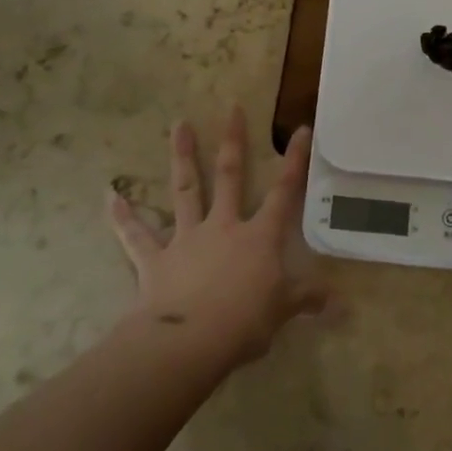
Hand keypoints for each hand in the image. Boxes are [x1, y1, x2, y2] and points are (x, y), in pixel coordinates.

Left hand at [108, 108, 327, 368]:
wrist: (188, 342)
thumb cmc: (244, 323)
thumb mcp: (283, 311)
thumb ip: (307, 300)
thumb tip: (341, 305)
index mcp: (259, 237)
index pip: (284, 192)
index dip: (295, 160)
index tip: (300, 128)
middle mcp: (224, 226)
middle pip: (231, 176)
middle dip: (233, 141)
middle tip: (232, 108)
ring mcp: (187, 238)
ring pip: (186, 190)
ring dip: (182, 157)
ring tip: (179, 125)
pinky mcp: (156, 259)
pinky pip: (136, 235)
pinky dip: (123, 217)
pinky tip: (110, 195)